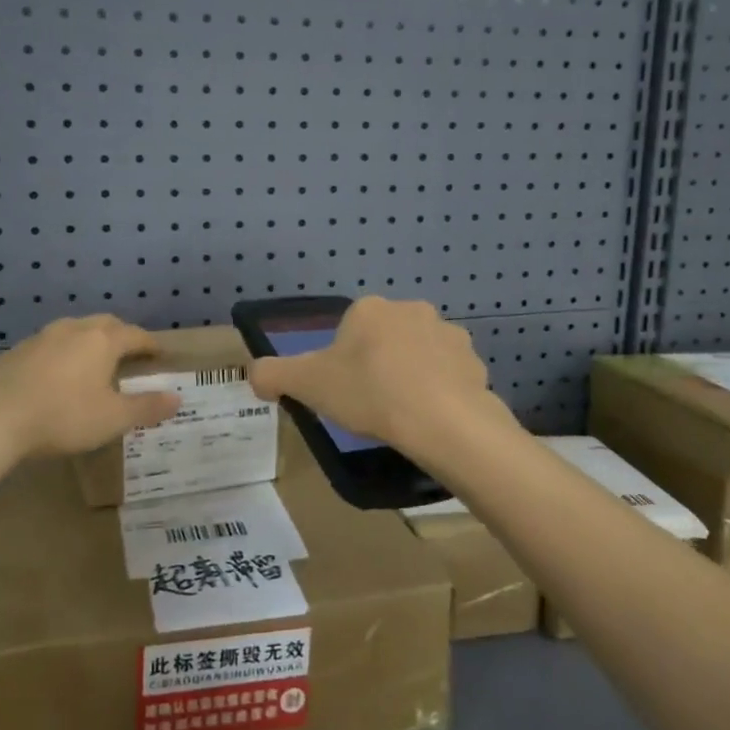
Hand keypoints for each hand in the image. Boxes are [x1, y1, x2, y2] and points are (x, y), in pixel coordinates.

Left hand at [0, 315, 179, 460]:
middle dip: (121, 336)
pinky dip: (61, 355)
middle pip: (105, 324)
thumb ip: (147, 407)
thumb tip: (177, 398)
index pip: (136, 335)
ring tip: (92, 363)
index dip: (151, 345)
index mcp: (102, 340)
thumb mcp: (113, 419)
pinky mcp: (15, 352)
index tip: (160, 355)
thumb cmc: (63, 417)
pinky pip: (48, 346)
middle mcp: (73, 329)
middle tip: (129, 355)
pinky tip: (55, 376)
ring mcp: (40, 337)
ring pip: (73, 331)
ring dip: (88, 342)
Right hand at [246, 297, 499, 455]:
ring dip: (411, 375)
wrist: (441, 421)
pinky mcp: (474, 361)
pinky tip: (431, 419)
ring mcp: (448, 333)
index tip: (344, 391)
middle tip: (371, 404)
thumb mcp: (306, 385)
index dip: (342, 361)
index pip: (348, 329)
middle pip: (384, 338)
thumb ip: (272, 374)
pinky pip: (449, 375)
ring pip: (419, 354)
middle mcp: (411, 309)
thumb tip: (255, 374)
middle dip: (378, 364)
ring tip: (403, 415)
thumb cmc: (369, 393)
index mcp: (370, 309)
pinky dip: (439, 392)